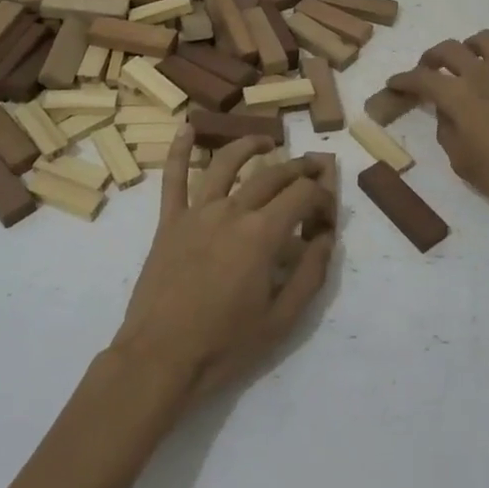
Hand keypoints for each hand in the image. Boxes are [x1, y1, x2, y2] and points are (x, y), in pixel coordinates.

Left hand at [110, 131, 335, 404]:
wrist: (159, 359)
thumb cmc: (225, 345)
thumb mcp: (282, 320)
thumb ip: (310, 274)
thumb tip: (326, 238)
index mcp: (262, 234)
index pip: (302, 196)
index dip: (322, 196)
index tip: (329, 209)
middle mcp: (231, 211)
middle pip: (271, 175)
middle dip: (298, 167)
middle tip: (313, 167)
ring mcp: (196, 212)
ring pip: (225, 164)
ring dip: (249, 145)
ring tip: (266, 141)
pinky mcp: (168, 222)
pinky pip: (172, 178)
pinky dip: (178, 150)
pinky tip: (187, 128)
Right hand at [388, 30, 488, 225]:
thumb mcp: (462, 161)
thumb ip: (448, 131)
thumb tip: (448, 113)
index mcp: (459, 95)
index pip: (422, 78)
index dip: (403, 79)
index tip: (393, 84)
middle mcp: (483, 74)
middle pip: (450, 49)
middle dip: (432, 56)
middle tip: (427, 70)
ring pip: (486, 40)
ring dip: (471, 47)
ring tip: (468, 63)